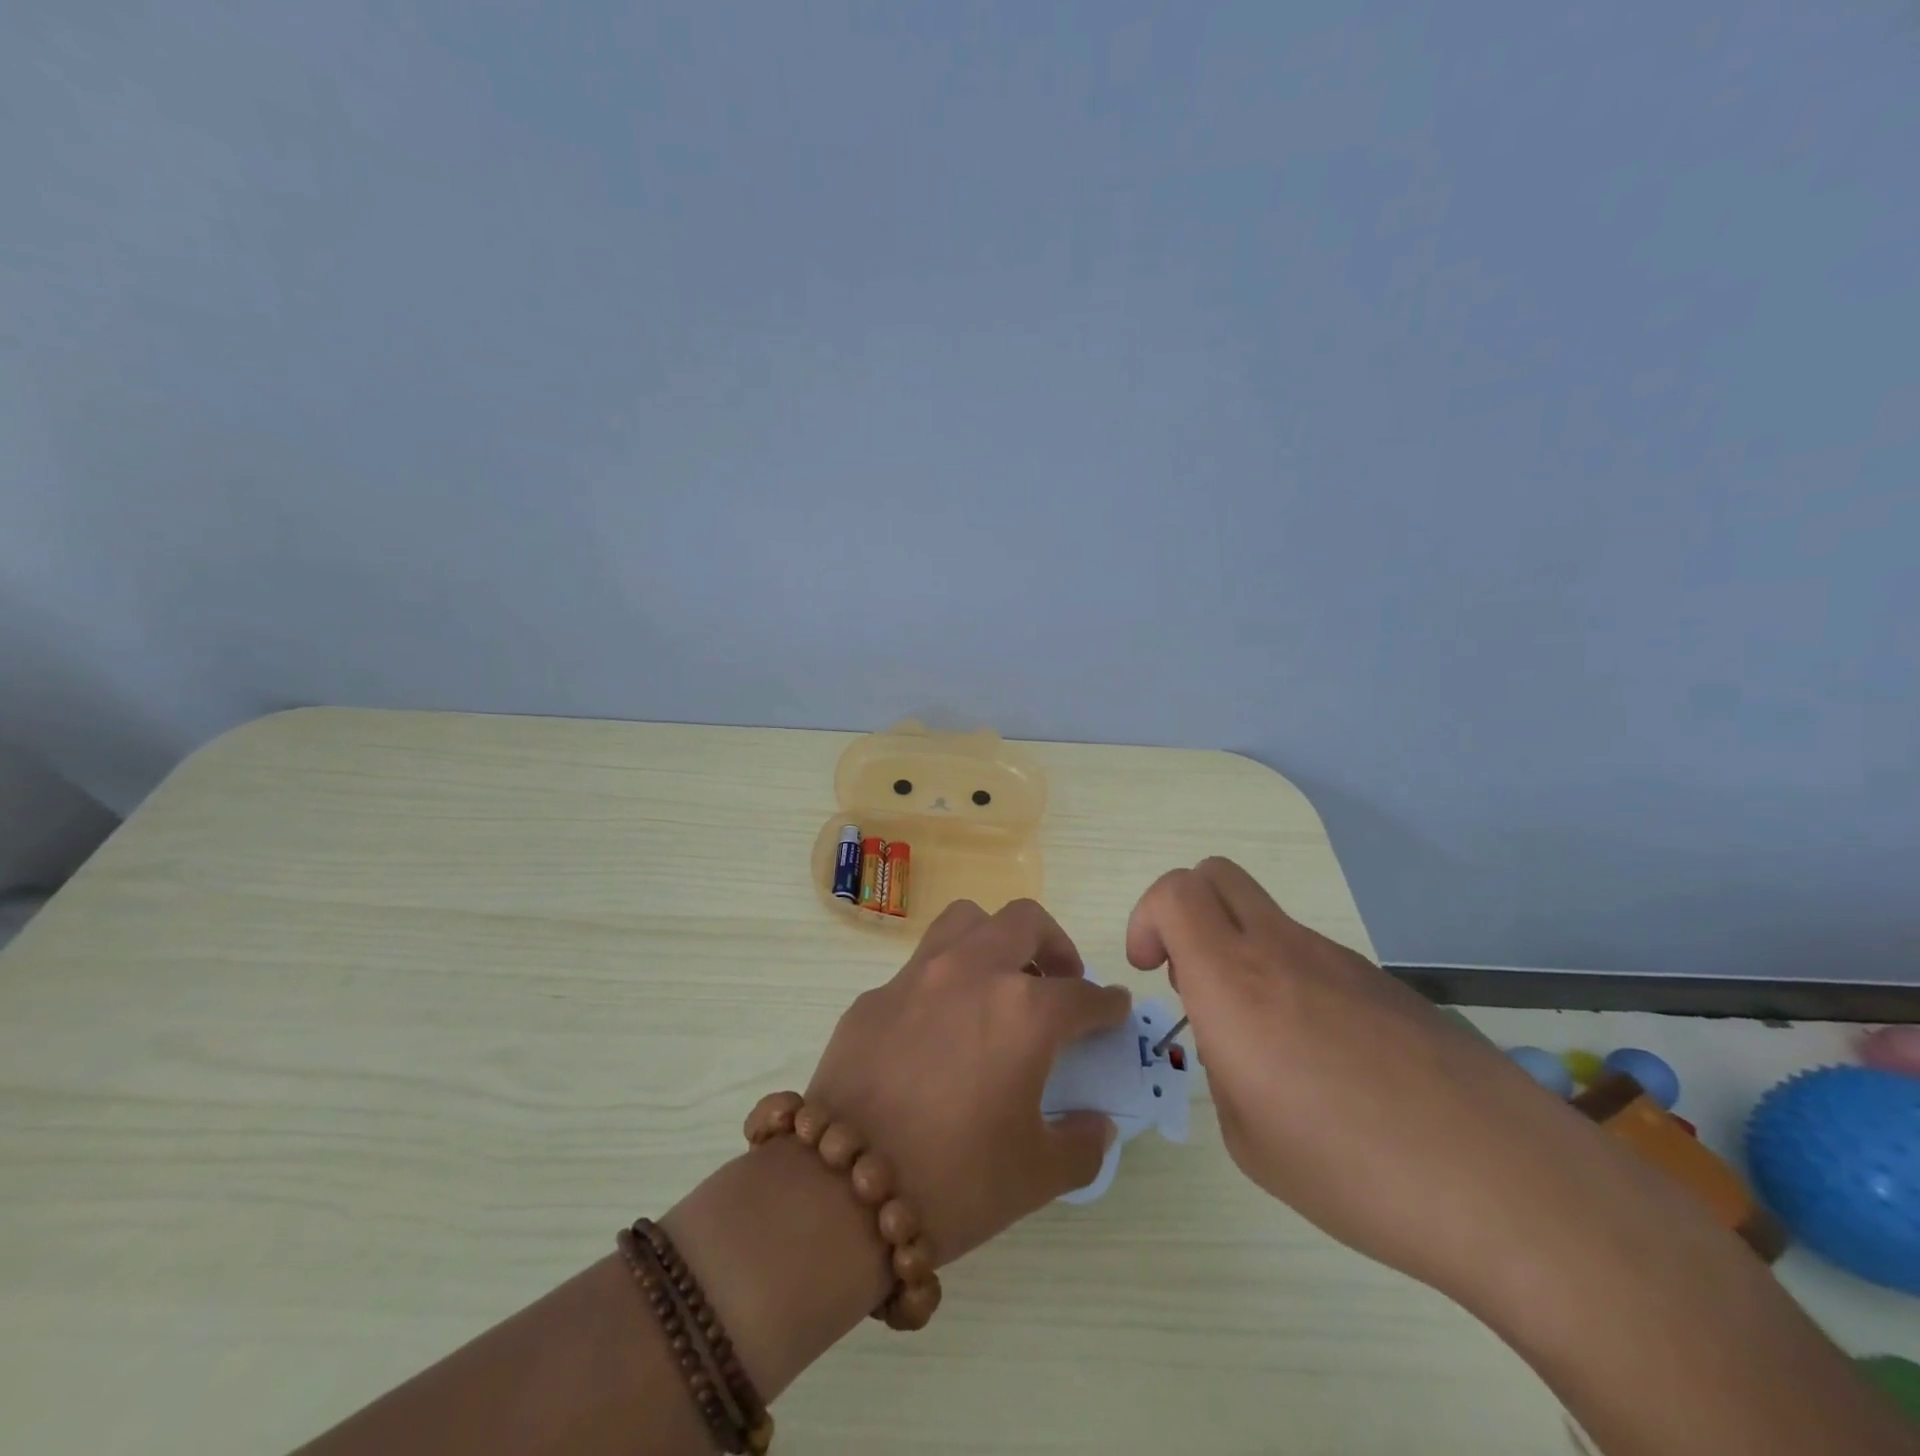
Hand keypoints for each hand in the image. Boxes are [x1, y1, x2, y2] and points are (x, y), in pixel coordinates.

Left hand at [805, 898, 1131, 1266]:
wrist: (841, 1191)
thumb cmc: (956, 1180)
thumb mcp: (1038, 1174)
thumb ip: (1083, 1143)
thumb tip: (1097, 1124)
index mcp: (1023, 1010)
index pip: (1083, 995)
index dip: (1107, 1005)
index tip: (1113, 1011)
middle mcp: (972, 972)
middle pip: (1025, 921)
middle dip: (1054, 945)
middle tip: (1059, 981)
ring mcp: (917, 976)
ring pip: (966, 921)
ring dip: (994, 939)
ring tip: (1000, 983)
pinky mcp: (874, 995)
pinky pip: (920, 967)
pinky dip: (945, 982)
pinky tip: (940, 1029)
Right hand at [1126, 858, 1600, 1299]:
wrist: (1513, 1187)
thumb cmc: (1356, 1171)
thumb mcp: (1250, 1141)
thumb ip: (1224, 1071)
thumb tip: (1237, 1045)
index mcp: (1235, 981)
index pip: (1174, 892)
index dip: (1147, 919)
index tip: (1154, 972)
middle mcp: (1282, 951)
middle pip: (1216, 875)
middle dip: (1184, 912)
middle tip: (1193, 979)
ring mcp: (1341, 961)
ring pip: (1265, 918)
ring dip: (1241, 952)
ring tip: (1268, 1044)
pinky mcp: (1386, 984)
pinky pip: (1314, 957)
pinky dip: (1292, 982)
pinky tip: (1330, 1064)